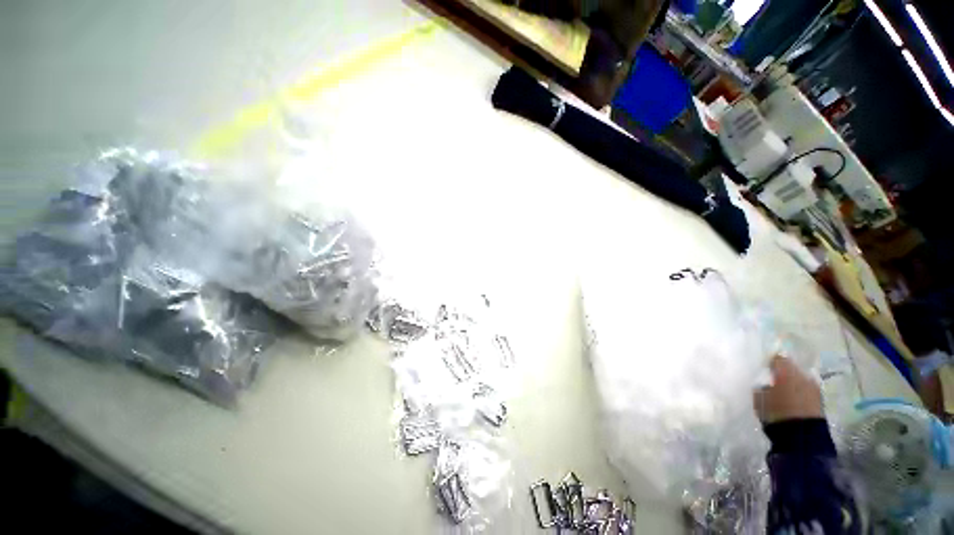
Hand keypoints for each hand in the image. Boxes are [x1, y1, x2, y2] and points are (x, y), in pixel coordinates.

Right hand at [754, 355, 822, 423]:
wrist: (801, 435)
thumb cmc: (776, 412)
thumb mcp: (760, 397)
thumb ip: (762, 386)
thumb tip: (766, 383)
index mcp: (786, 371)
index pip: (779, 357)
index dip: (772, 361)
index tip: (765, 366)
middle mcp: (803, 375)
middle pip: (792, 368)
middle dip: (784, 372)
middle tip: (774, 379)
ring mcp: (814, 387)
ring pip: (801, 379)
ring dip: (793, 382)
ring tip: (784, 391)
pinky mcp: (820, 399)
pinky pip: (807, 389)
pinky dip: (800, 391)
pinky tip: (793, 399)